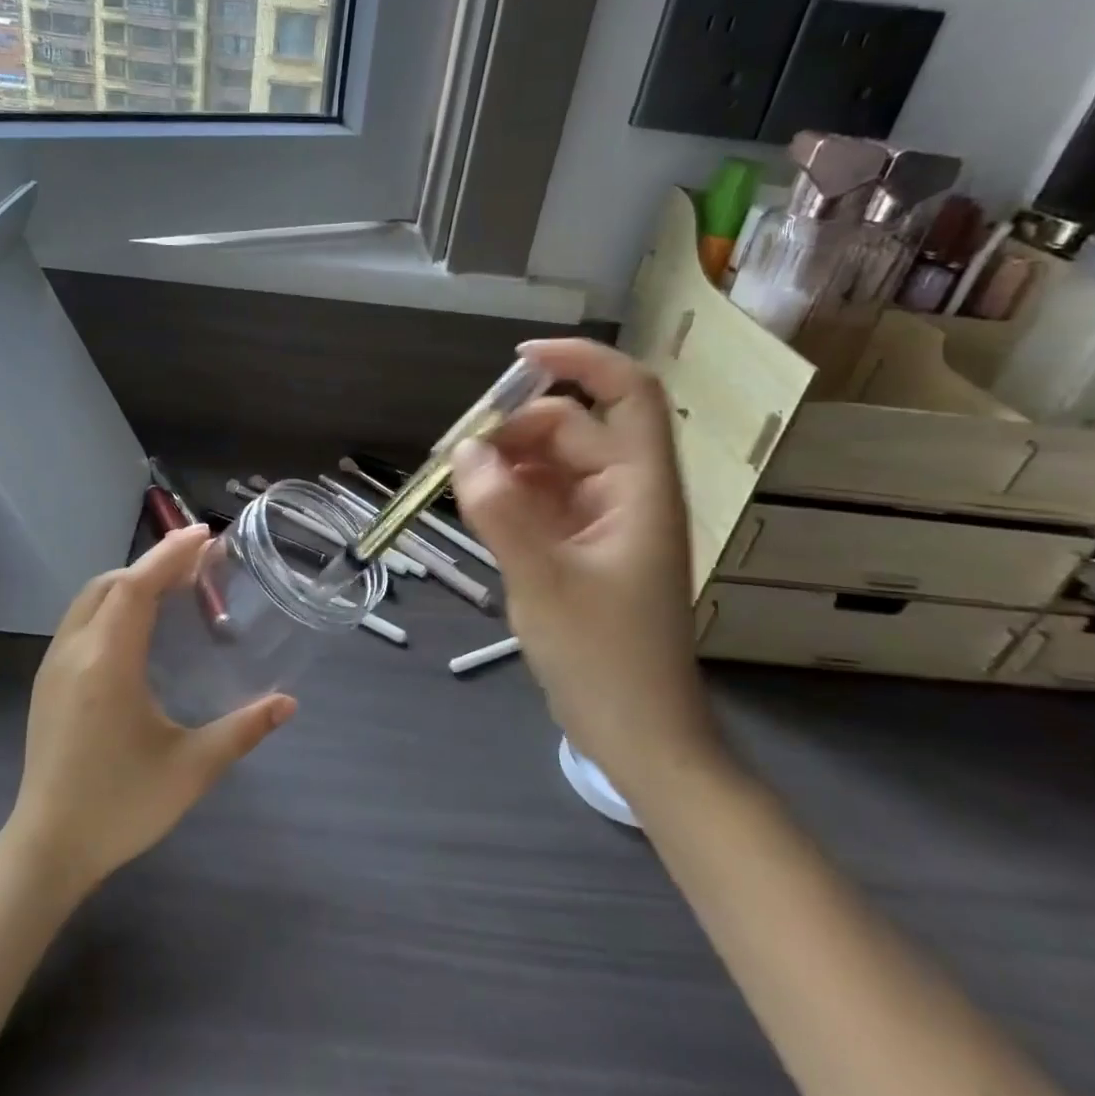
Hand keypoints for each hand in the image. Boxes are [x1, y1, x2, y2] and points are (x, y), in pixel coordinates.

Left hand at [3, 527, 295, 895]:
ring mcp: (53, 667)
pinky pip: (81, 621)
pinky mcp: (47, 683)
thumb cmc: (121, 806)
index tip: (205, 534)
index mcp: (107, 664)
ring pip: (90, 599)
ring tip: (173, 589)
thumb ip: (243, 730)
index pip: (136, 586)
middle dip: (154, 564)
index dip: (170, 554)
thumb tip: (288, 703)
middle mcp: (74, 652)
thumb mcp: (191, 768)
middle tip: (199, 565)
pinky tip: (139, 629)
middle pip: (111, 584)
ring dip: (130, 582)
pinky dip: (112, 604)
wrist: (47, 849)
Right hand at [450, 338, 724, 799]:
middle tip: (455, 457)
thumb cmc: (604, 659)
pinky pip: (544, 501)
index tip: (516, 361)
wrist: (637, 735)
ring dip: (507, 464)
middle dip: (515, 430)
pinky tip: (478, 511)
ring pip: (553, 465)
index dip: (579, 362)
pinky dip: (510, 496)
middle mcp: (627, 494)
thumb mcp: (543, 582)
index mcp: (639, 489)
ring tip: (458, 486)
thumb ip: (502, 512)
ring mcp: (605, 522)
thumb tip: (465, 451)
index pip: (626, 394)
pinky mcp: (584, 548)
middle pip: (573, 429)